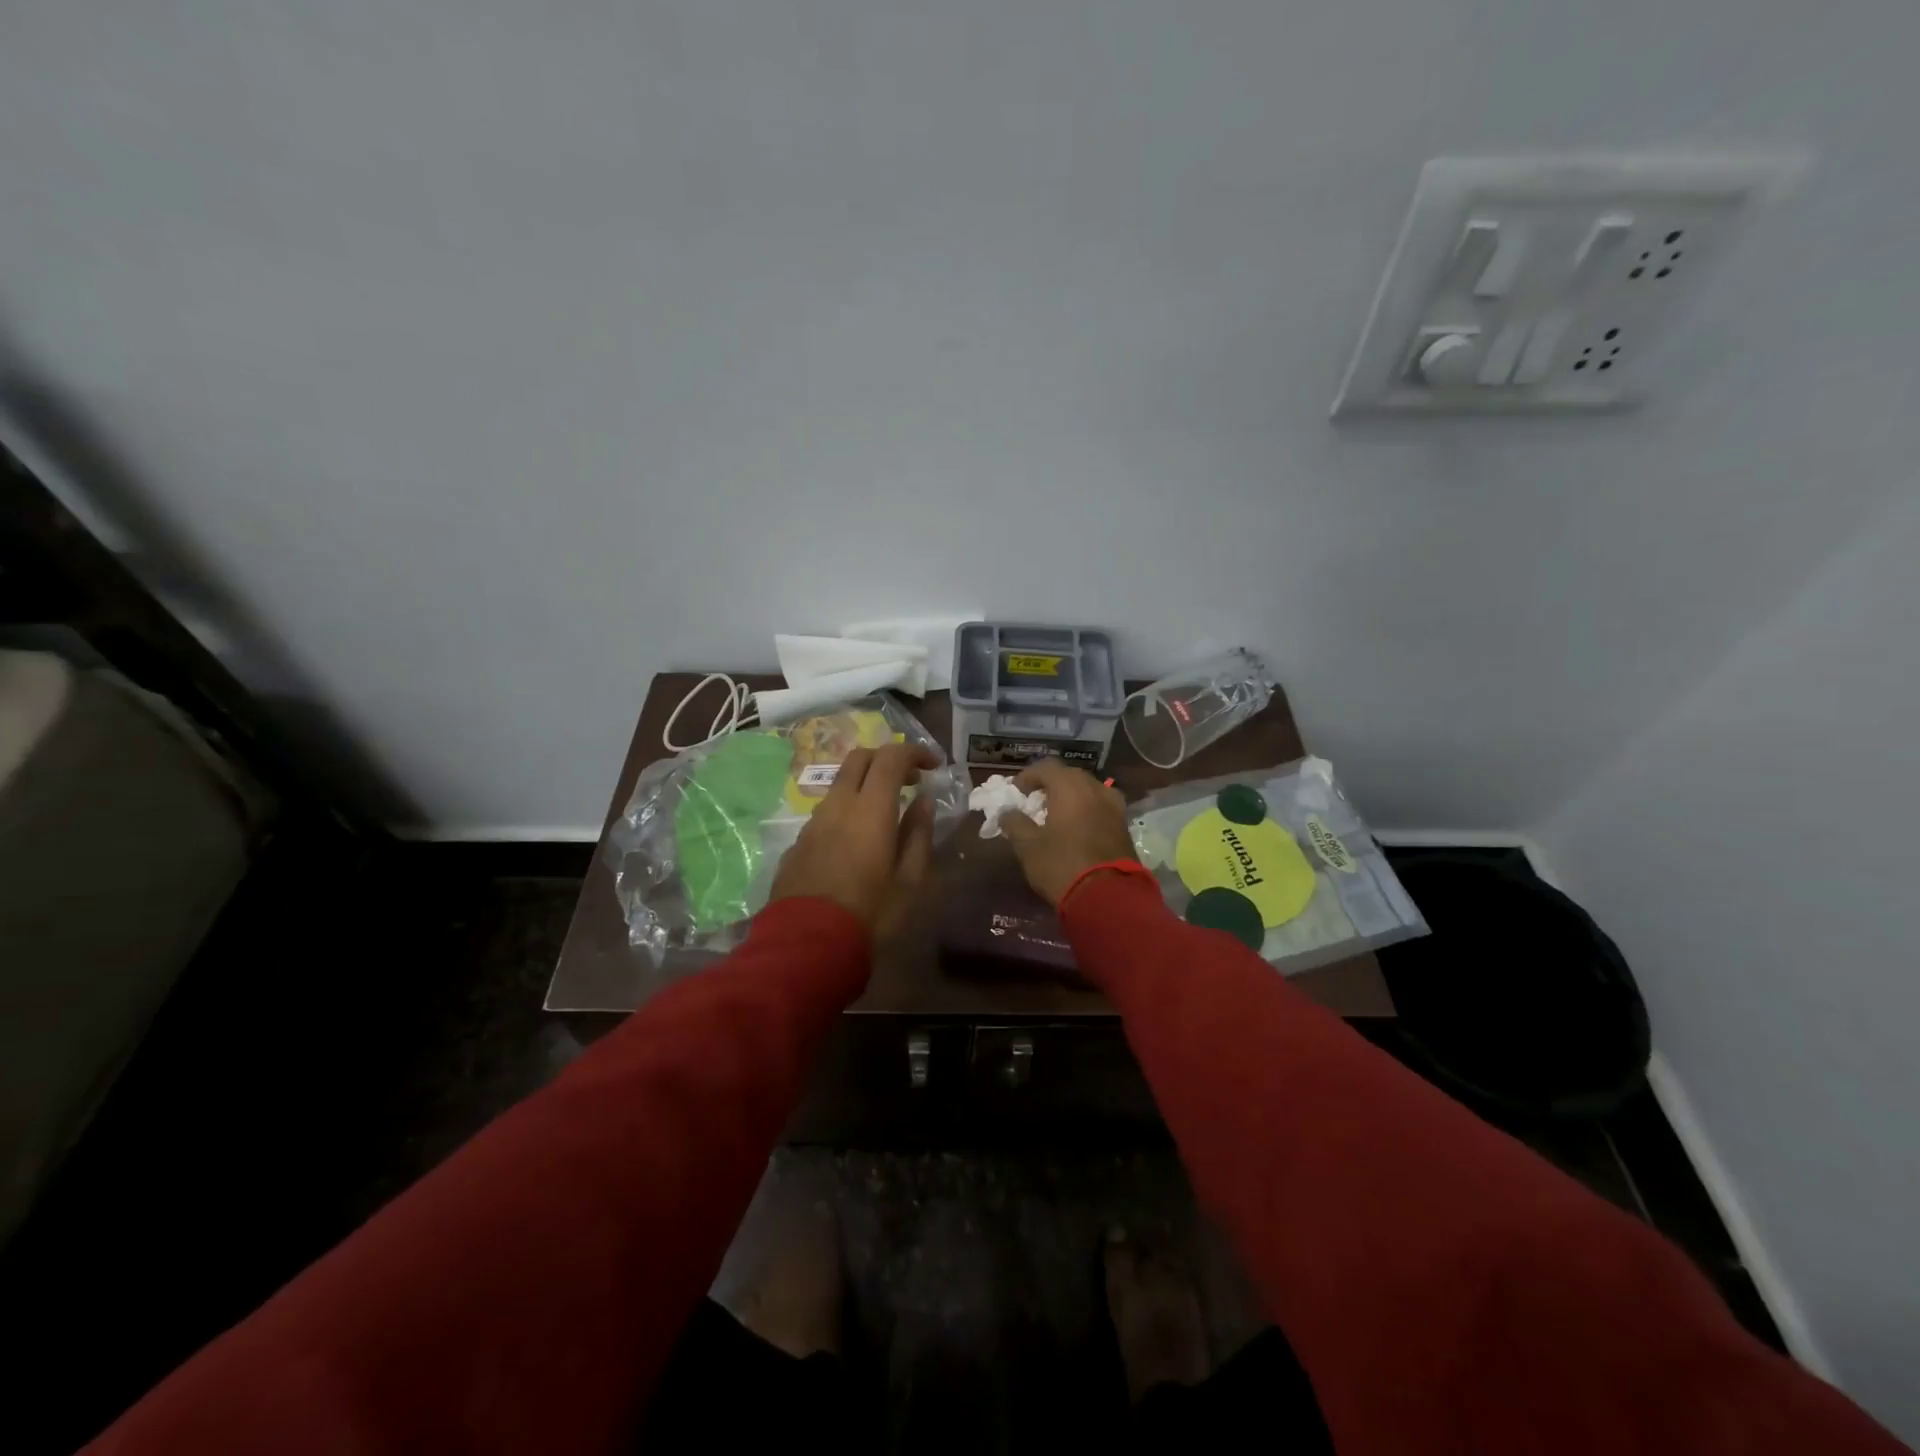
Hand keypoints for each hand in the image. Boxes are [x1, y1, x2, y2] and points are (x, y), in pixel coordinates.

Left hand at [769, 742, 937, 935]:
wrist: (807, 944)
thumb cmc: (870, 913)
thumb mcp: (910, 880)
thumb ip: (919, 834)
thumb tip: (923, 801)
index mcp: (870, 808)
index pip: (891, 757)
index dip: (914, 752)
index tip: (933, 765)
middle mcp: (838, 804)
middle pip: (860, 758)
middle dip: (887, 759)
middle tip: (909, 779)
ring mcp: (813, 822)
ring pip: (840, 784)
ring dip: (865, 784)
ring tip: (886, 811)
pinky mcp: (798, 842)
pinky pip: (827, 811)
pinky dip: (847, 809)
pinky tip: (857, 839)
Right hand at [999, 758, 1136, 906]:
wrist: (1109, 896)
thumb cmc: (1062, 865)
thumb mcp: (1028, 846)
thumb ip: (1015, 823)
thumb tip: (1007, 813)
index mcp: (1070, 786)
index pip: (1045, 767)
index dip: (1027, 776)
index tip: (1016, 792)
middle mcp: (1095, 788)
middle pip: (1069, 776)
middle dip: (1050, 785)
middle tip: (1035, 802)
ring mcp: (1114, 806)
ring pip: (1088, 790)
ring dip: (1070, 797)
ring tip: (1056, 814)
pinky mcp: (1124, 825)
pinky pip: (1100, 806)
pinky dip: (1086, 810)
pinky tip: (1076, 827)